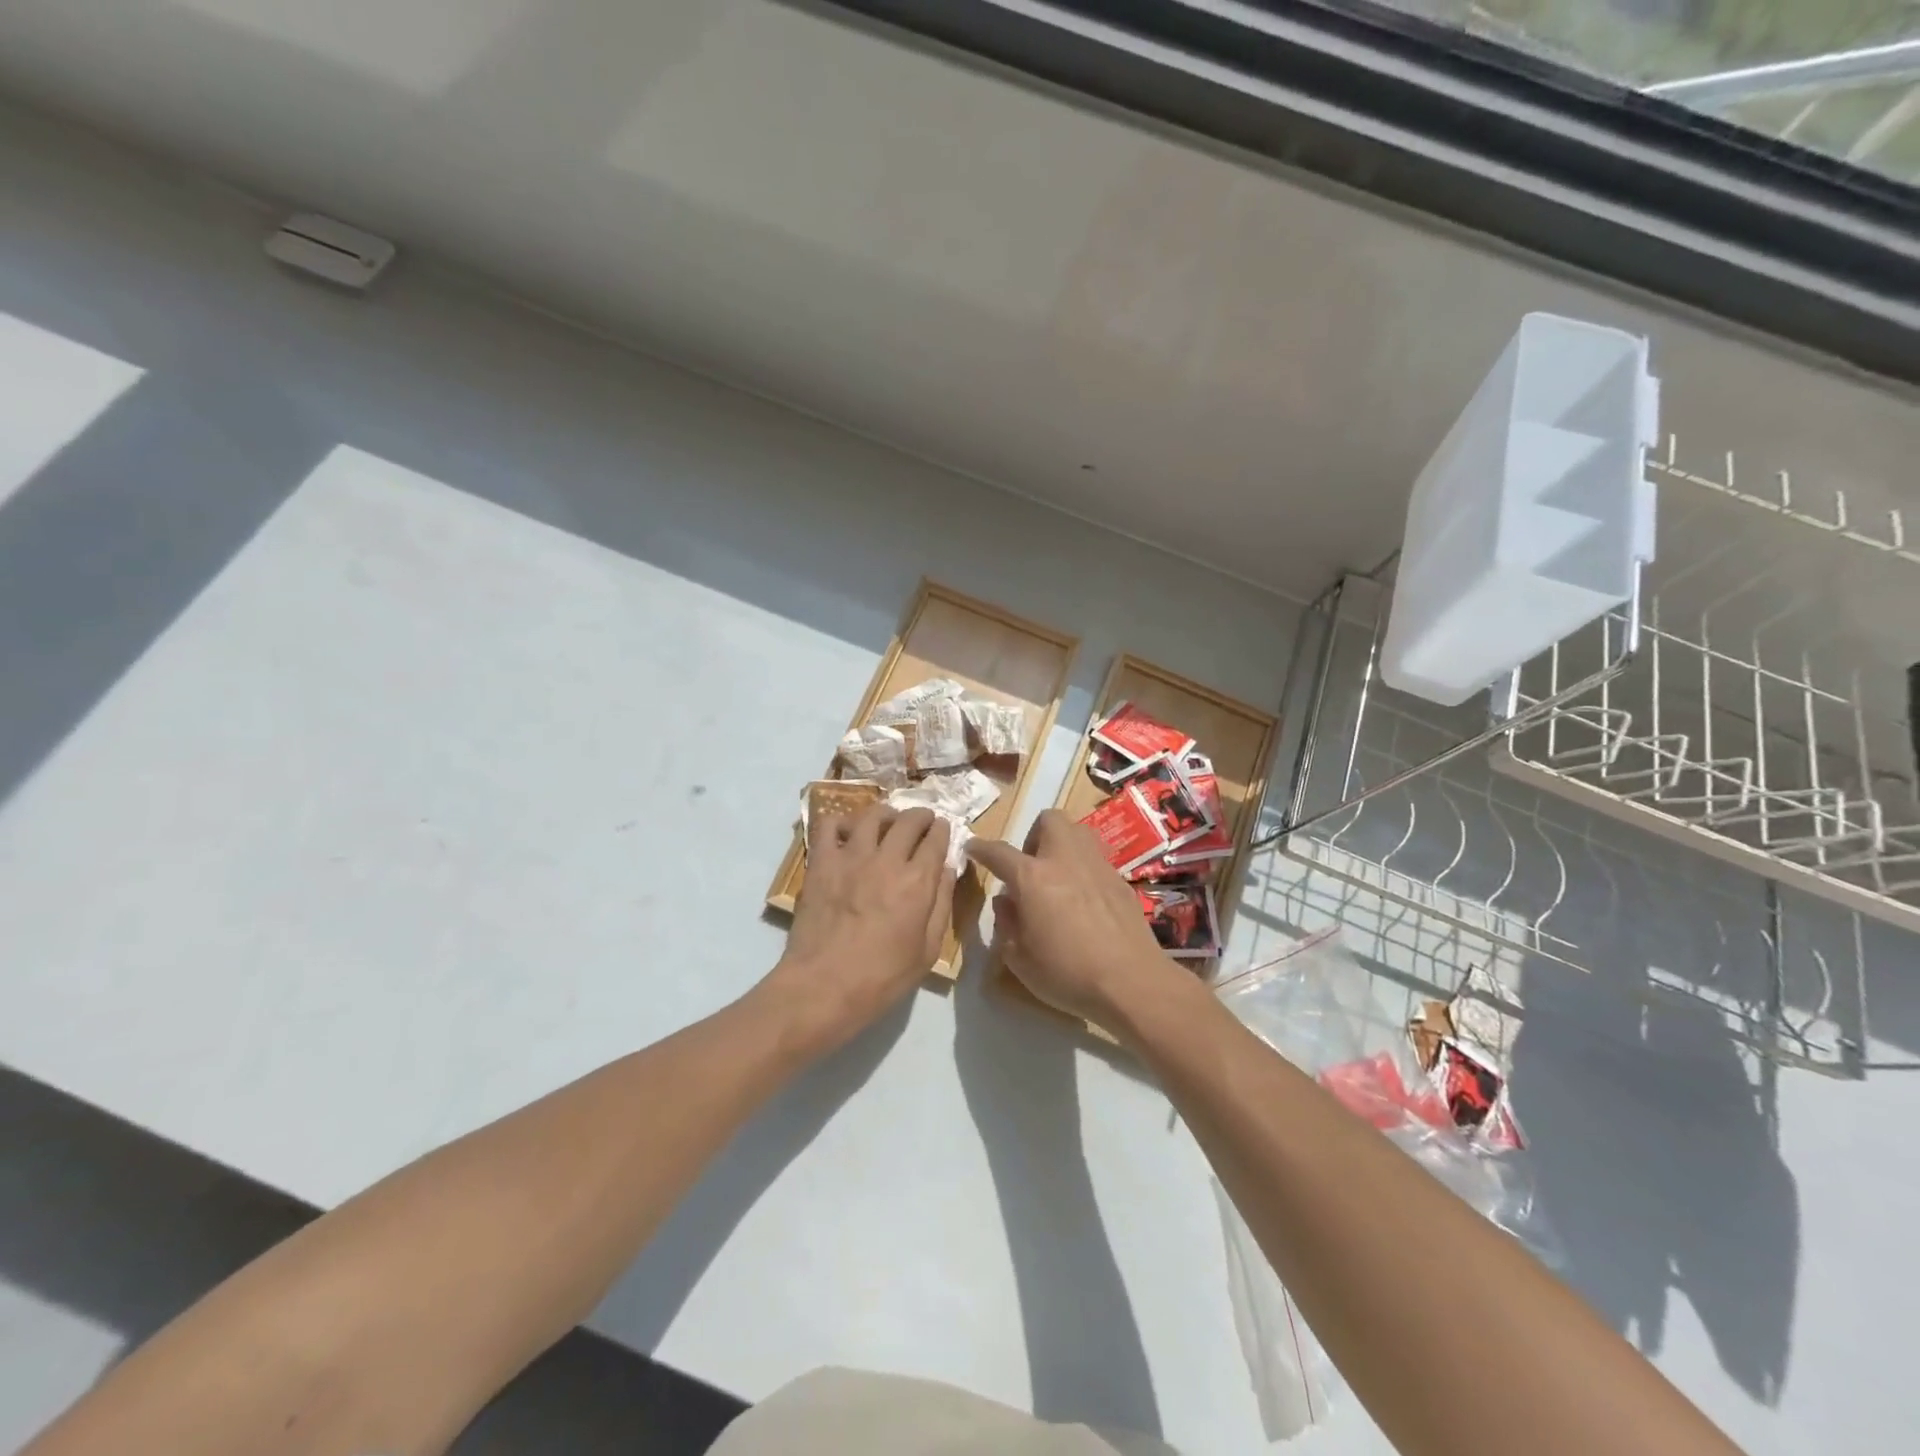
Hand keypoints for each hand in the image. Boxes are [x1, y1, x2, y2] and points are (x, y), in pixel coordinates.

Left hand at [767, 805, 954, 1054]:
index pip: (937, 838)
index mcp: (918, 881)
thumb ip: (941, 904)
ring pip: (873, 815)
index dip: (943, 830)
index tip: (943, 830)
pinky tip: (848, 833)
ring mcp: (851, 856)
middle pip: (909, 820)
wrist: (823, 986)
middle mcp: (887, 859)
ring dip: (887, 814)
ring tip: (888, 821)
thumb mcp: (928, 950)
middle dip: (921, 816)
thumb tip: (947, 869)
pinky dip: (841, 822)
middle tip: (922, 821)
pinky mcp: (821, 862)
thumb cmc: (882, 978)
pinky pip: (829, 825)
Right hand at [966, 809, 1180, 1026]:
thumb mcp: (1019, 959)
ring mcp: (1097, 867)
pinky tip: (1085, 900)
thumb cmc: (1067, 973)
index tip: (973, 848)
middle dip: (1034, 835)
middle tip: (1030, 866)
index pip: (999, 852)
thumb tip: (1006, 901)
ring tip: (1058, 877)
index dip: (982, 848)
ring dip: (1063, 845)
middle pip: (1049, 820)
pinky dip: (1084, 870)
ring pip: (1078, 832)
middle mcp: (1065, 860)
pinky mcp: (1120, 881)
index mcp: (1032, 878)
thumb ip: (1006, 924)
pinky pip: (1096, 860)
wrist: (1131, 982)